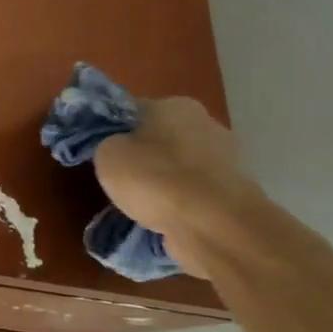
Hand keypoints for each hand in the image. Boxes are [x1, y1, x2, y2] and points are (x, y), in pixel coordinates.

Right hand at [92, 96, 261, 277]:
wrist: (214, 226)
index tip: (99, 149)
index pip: (133, 110)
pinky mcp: (234, 194)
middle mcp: (206, 124)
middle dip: (141, 155)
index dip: (112, 129)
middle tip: (117, 177)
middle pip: (160, 138)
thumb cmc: (154, 178)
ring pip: (178, 167)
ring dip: (161, 181)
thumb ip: (108, 142)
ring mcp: (226, 160)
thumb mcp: (107, 153)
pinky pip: (193, 193)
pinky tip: (163, 217)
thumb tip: (118, 146)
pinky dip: (179, 202)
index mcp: (175, 105)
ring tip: (139, 203)